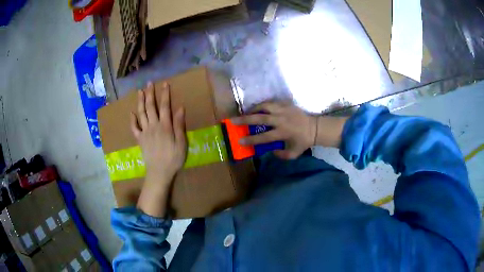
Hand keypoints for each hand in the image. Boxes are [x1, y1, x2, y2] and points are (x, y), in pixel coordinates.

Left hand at [131, 82, 185, 186]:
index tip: (164, 84)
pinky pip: (134, 128)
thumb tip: (180, 108)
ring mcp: (145, 132)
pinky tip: (131, 113)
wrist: (159, 172)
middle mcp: (153, 126)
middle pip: (151, 107)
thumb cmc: (173, 158)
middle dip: (150, 94)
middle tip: (149, 83)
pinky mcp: (140, 139)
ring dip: (140, 102)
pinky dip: (132, 120)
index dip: (165, 94)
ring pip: (141, 114)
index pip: (165, 106)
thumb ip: (179, 125)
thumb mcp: (181, 143)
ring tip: (140, 92)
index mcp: (165, 126)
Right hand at [231, 102, 316, 158]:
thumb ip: (281, 155)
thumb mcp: (293, 154)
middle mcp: (282, 120)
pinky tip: (257, 108)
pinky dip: (262, 105)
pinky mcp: (286, 104)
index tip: (239, 140)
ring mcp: (284, 110)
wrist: (314, 128)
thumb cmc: (303, 142)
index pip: (264, 137)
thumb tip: (269, 151)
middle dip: (245, 120)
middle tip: (233, 120)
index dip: (251, 139)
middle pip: (260, 118)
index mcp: (283, 133)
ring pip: (265, 106)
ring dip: (253, 109)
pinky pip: (271, 102)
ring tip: (244, 112)